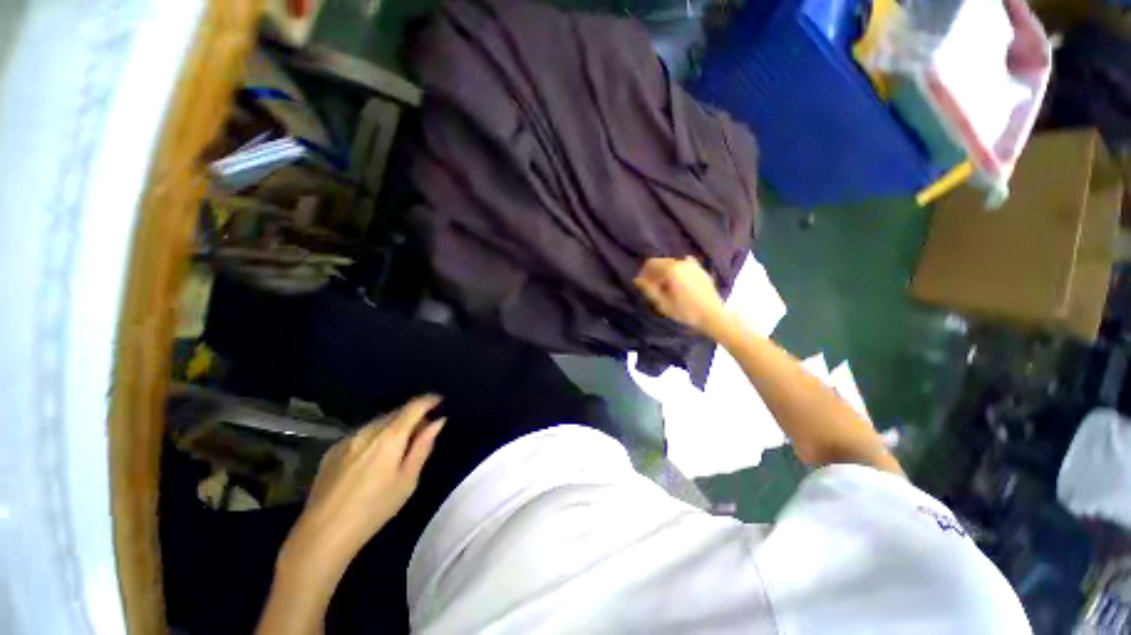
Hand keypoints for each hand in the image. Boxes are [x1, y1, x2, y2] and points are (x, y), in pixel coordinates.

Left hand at [281, 395, 445, 570]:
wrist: (323, 533)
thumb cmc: (374, 508)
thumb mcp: (408, 479)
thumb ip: (423, 446)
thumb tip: (437, 421)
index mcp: (390, 436)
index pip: (414, 406)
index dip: (429, 400)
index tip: (439, 400)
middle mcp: (368, 430)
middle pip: (396, 412)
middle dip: (413, 415)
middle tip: (423, 429)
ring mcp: (347, 439)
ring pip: (378, 422)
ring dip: (393, 425)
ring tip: (399, 444)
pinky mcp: (332, 451)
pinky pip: (361, 434)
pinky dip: (374, 436)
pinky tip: (373, 457)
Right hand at [634, 257, 728, 336]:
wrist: (713, 316)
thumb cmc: (685, 311)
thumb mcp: (662, 303)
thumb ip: (648, 289)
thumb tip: (637, 279)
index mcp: (671, 269)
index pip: (651, 263)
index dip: (644, 273)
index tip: (643, 284)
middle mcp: (682, 262)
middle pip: (662, 262)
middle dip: (655, 273)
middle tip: (654, 288)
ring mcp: (693, 265)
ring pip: (672, 264)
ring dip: (666, 273)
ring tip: (666, 289)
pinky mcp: (701, 269)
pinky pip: (683, 267)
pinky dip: (677, 273)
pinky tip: (679, 285)